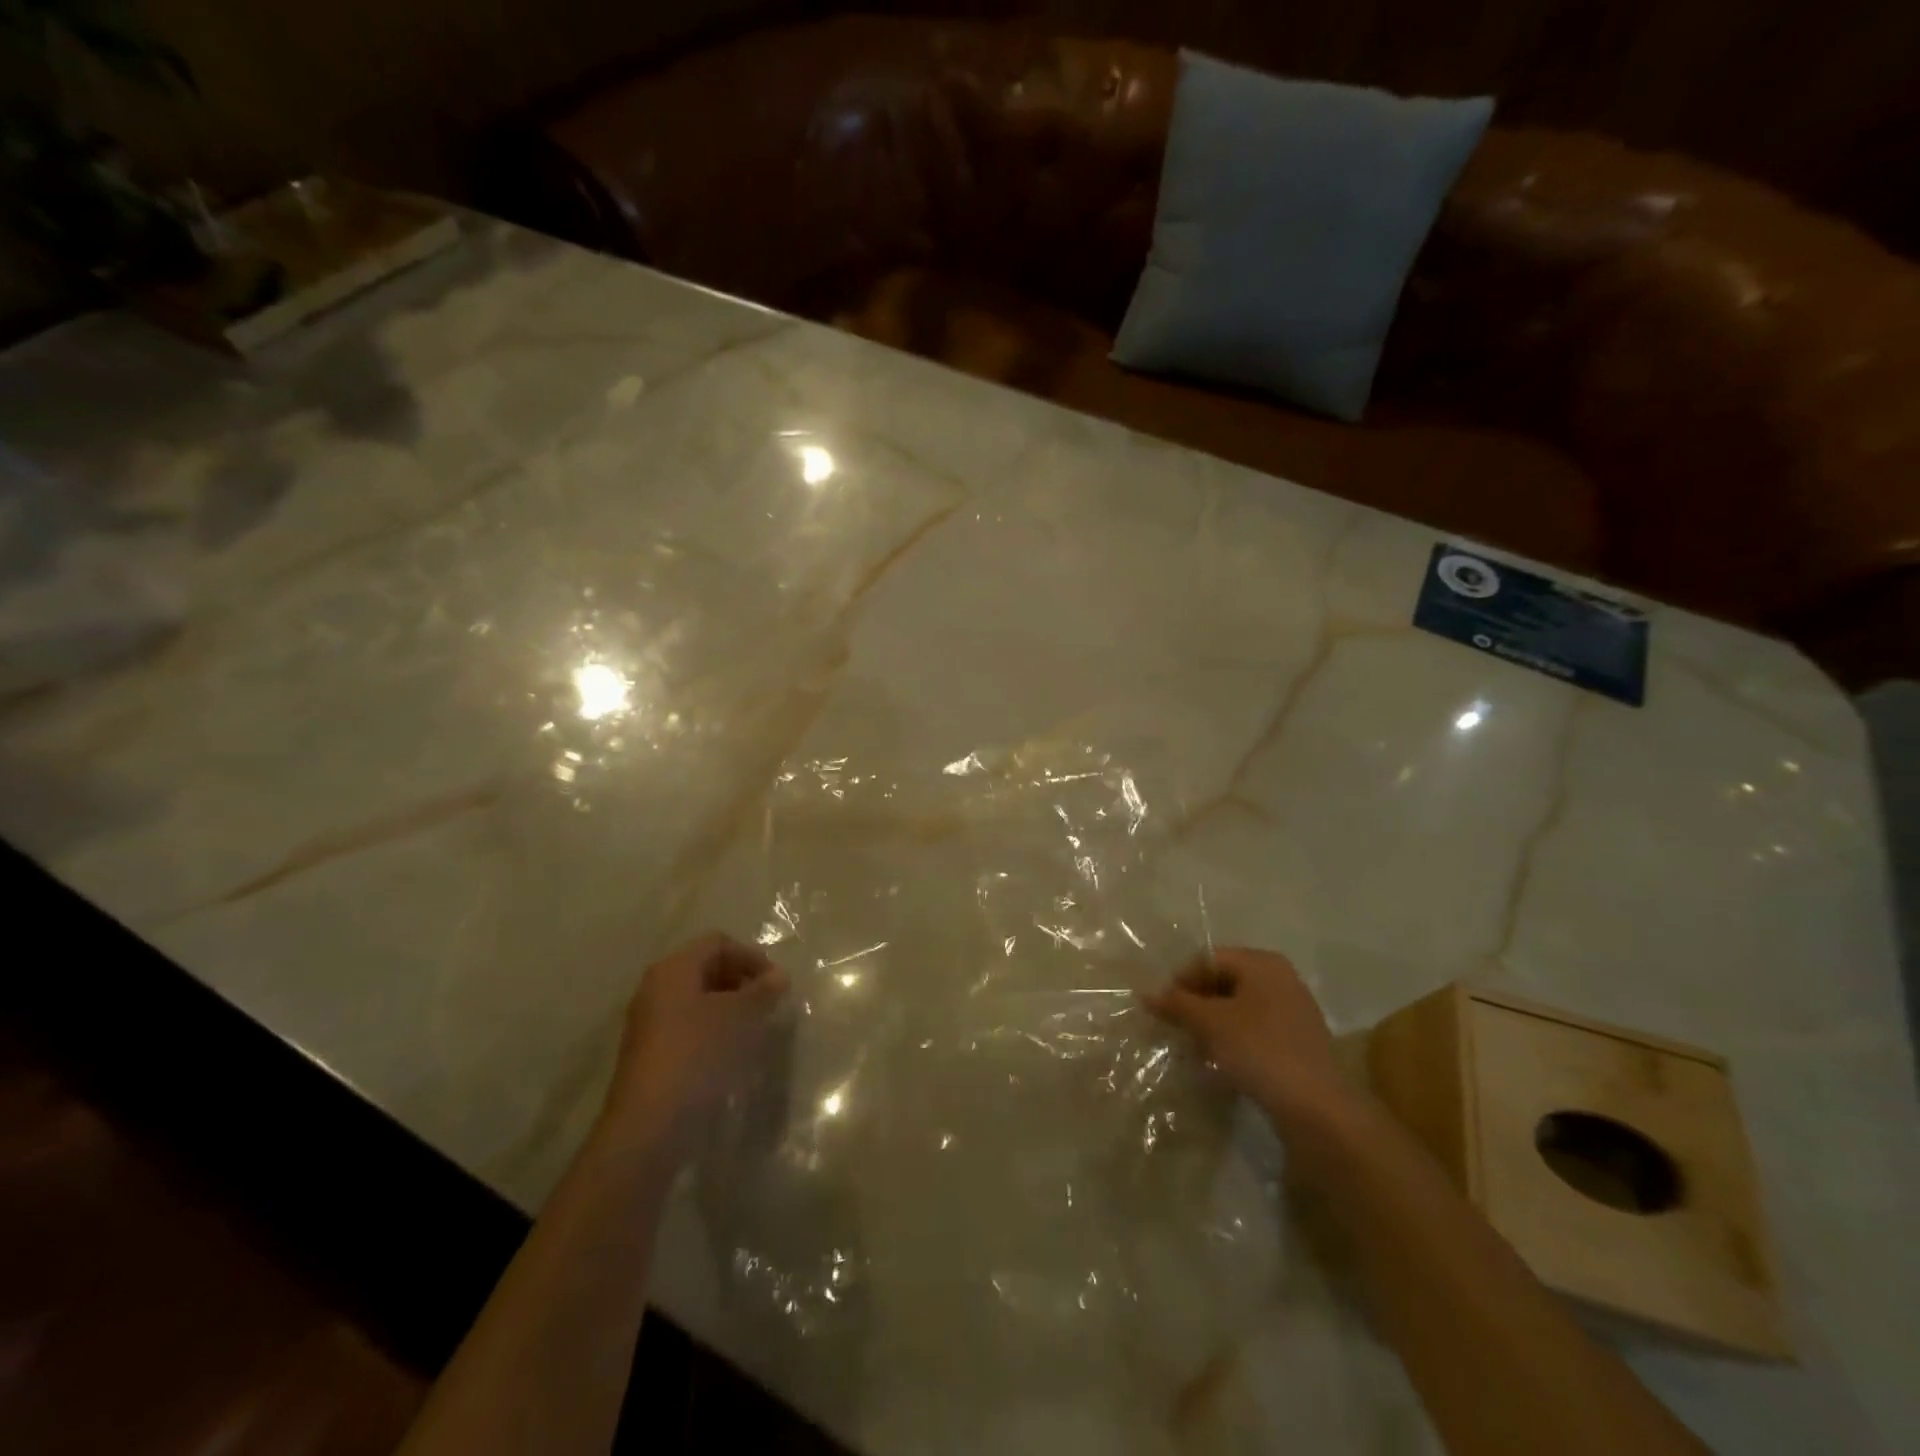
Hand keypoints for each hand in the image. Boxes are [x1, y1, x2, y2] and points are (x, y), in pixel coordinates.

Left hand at [601, 932, 788, 1154]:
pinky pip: (689, 1026)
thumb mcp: (740, 1016)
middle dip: (742, 981)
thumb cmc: (698, 1054)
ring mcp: (650, 1022)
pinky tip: (732, 1053)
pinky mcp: (651, 1053)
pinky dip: (714, 1030)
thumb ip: (763, 991)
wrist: (650, 1124)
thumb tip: (779, 977)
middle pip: (707, 968)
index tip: (776, 984)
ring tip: (755, 1030)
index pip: (719, 943)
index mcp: (673, 969)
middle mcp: (656, 987)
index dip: (752, 957)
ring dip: (730, 1007)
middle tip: (768, 1004)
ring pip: (699, 999)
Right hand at [1142, 946, 1350, 1133]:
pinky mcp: (1298, 1041)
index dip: (1181, 981)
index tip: (1163, 1009)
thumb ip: (1177, 1004)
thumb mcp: (1210, 1023)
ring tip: (1195, 1047)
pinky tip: (1221, 1061)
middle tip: (1176, 1028)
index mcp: (1262, 963)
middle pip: (1224, 981)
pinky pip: (1255, 1029)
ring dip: (1212, 1023)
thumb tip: (1145, 994)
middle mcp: (1281, 978)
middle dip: (1196, 1003)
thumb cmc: (1260, 1051)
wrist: (1318, 1109)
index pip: (1208, 959)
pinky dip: (1234, 1039)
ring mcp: (1293, 1010)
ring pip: (1239, 1007)